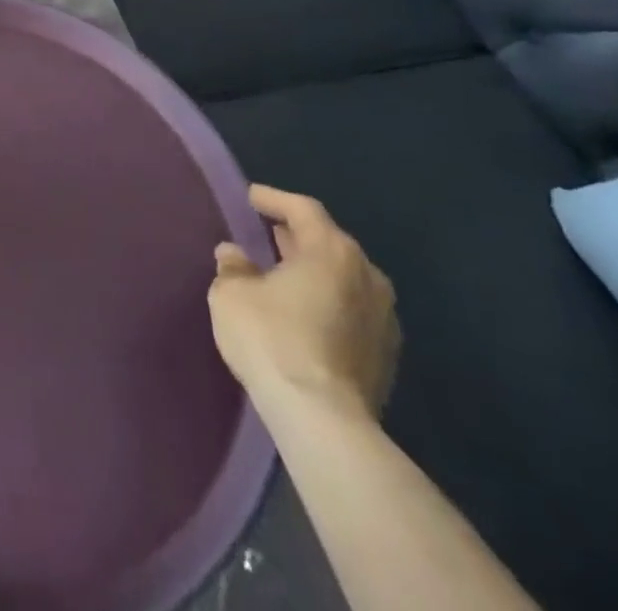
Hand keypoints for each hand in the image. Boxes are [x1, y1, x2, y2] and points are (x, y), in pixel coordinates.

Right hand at [208, 184, 398, 421]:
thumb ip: (233, 266)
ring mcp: (383, 318)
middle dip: (297, 237)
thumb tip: (235, 254)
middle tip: (266, 234)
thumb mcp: (231, 293)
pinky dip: (327, 303)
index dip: (274, 199)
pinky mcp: (386, 356)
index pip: (302, 209)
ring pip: (344, 279)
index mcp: (332, 251)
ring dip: (314, 272)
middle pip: (329, 243)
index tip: (251, 198)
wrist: (324, 421)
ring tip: (282, 275)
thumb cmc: (272, 338)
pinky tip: (303, 313)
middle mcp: (367, 276)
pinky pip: (351, 311)